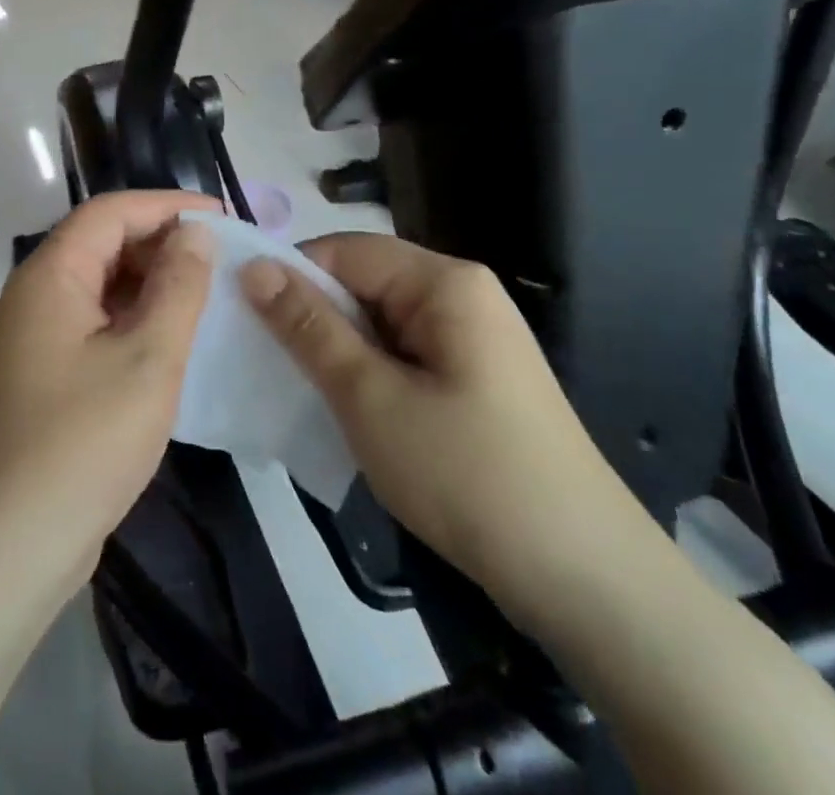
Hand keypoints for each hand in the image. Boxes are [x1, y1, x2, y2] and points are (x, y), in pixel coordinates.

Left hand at [0, 191, 218, 598]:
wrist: (10, 544)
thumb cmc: (83, 441)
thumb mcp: (148, 358)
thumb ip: (177, 287)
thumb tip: (195, 233)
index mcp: (52, 275)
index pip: (111, 212)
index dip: (167, 206)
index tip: (222, 216)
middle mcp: (39, 293)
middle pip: (104, 243)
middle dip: (163, 243)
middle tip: (222, 259)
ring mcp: (39, 335)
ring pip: (103, 285)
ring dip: (153, 283)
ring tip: (209, 294)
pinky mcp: (49, 371)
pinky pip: (99, 323)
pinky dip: (137, 319)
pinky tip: (176, 339)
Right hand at [241, 235, 649, 621]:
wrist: (588, 583)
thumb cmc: (468, 475)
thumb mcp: (370, 397)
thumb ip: (308, 327)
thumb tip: (253, 267)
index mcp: (444, 281)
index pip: (344, 250)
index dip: (292, 277)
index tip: (246, 319)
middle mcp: (461, 295)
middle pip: (364, 283)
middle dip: (315, 318)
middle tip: (270, 364)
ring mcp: (473, 339)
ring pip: (380, 324)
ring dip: (340, 352)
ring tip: (303, 391)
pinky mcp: (476, 379)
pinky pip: (404, 355)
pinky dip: (370, 375)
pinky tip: (350, 412)